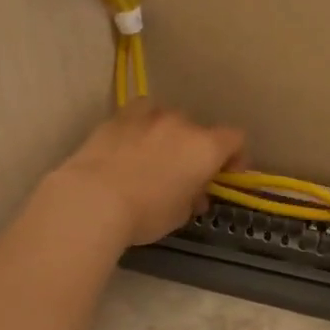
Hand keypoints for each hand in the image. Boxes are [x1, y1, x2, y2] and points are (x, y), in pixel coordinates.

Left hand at [46, 103, 244, 247]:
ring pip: (168, 118)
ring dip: (169, 135)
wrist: (93, 199)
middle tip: (185, 175)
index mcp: (205, 147)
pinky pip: (139, 115)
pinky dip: (141, 127)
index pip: (236, 139)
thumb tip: (195, 194)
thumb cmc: (146, 212)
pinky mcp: (118, 117)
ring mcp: (148, 115)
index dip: (236, 156)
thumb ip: (194, 198)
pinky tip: (130, 146)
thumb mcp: (180, 214)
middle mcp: (181, 124)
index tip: (226, 175)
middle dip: (196, 150)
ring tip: (155, 157)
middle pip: (200, 130)